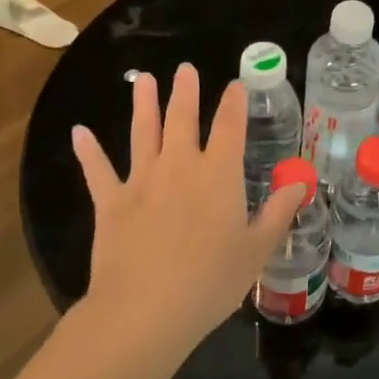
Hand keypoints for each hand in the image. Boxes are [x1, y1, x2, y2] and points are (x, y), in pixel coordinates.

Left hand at [72, 63, 305, 356]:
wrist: (145, 310)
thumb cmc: (210, 281)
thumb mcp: (257, 249)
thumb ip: (279, 212)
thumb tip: (300, 182)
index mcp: (218, 175)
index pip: (229, 127)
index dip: (233, 103)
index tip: (235, 85)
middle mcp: (179, 167)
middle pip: (181, 120)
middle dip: (185, 92)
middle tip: (184, 69)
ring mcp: (141, 182)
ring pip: (142, 134)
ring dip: (143, 105)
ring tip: (143, 81)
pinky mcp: (110, 203)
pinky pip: (97, 171)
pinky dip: (88, 151)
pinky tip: (78, 132)